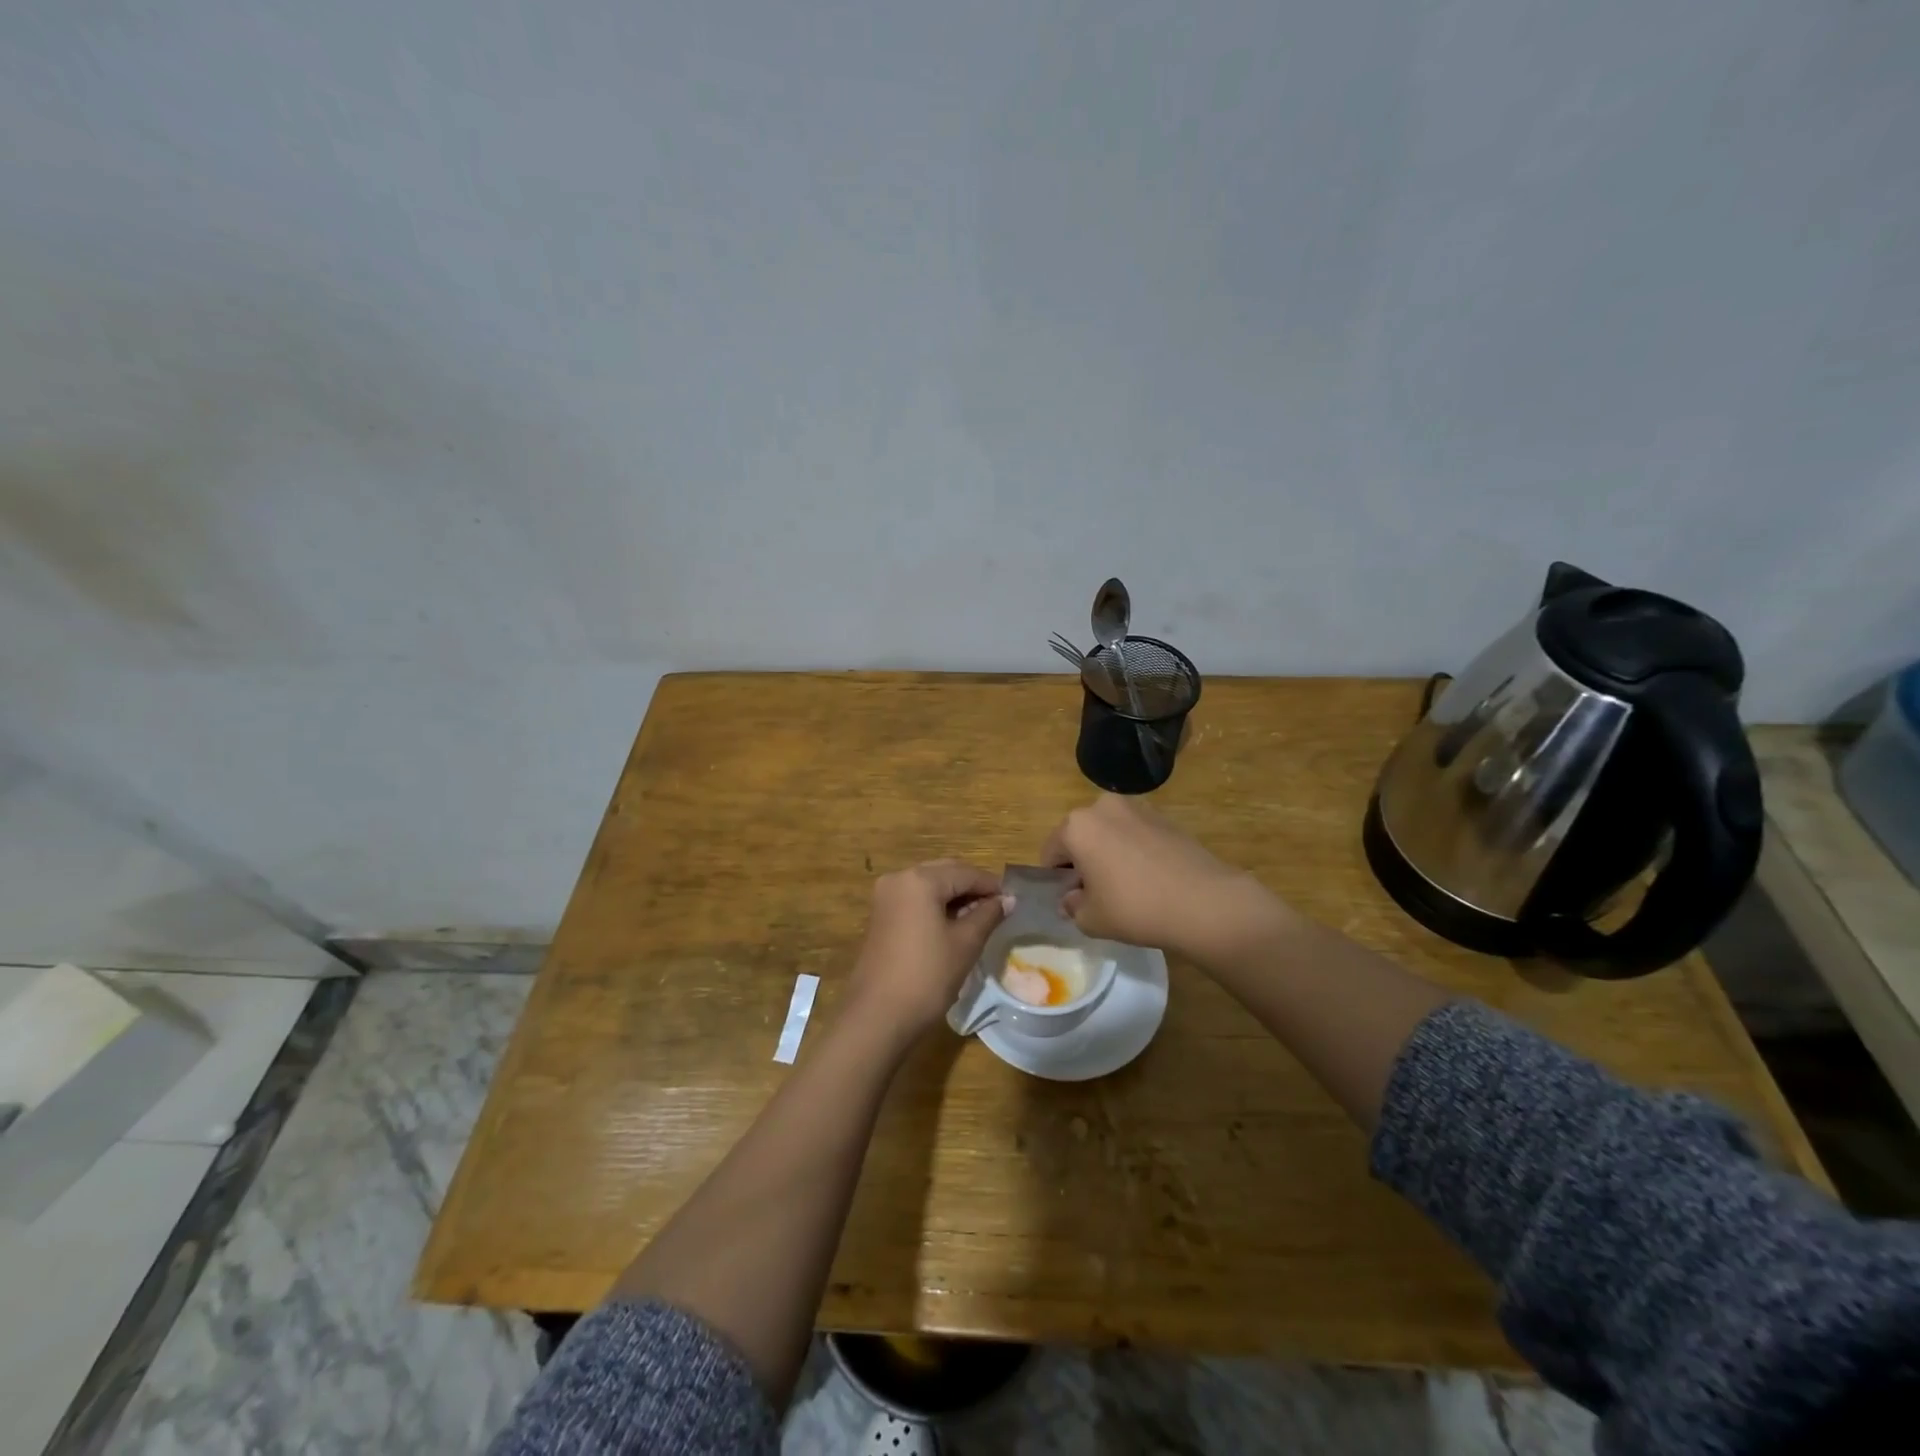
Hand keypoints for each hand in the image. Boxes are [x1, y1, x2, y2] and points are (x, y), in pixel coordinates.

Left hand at [844, 860, 1010, 1041]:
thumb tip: (1008, 899)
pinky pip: (915, 899)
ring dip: (954, 896)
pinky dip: (936, 905)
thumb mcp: (965, 943)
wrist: (878, 1016)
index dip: (991, 885)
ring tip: (980, 918)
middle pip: (945, 872)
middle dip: (972, 887)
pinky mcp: (880, 915)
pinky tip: (954, 924)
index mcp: (920, 880)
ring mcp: (886, 896)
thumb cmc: (927, 976)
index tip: (1013, 900)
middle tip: (998, 908)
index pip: (965, 873)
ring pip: (929, 885)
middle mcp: (899, 878)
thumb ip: (988, 915)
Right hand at [1042, 794, 1273, 959]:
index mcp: (1077, 826)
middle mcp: (1102, 807)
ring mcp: (1137, 808)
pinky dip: (1134, 851)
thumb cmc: (1135, 908)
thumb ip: (1072, 907)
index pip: (1051, 852)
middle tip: (1098, 894)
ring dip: (1108, 853)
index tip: (1070, 900)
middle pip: (1080, 836)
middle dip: (1082, 862)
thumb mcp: (1091, 919)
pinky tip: (1149, 879)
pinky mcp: (1164, 817)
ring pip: (1109, 833)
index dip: (1056, 879)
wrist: (1204, 902)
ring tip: (1127, 887)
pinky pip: (1135, 834)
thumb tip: (1071, 899)